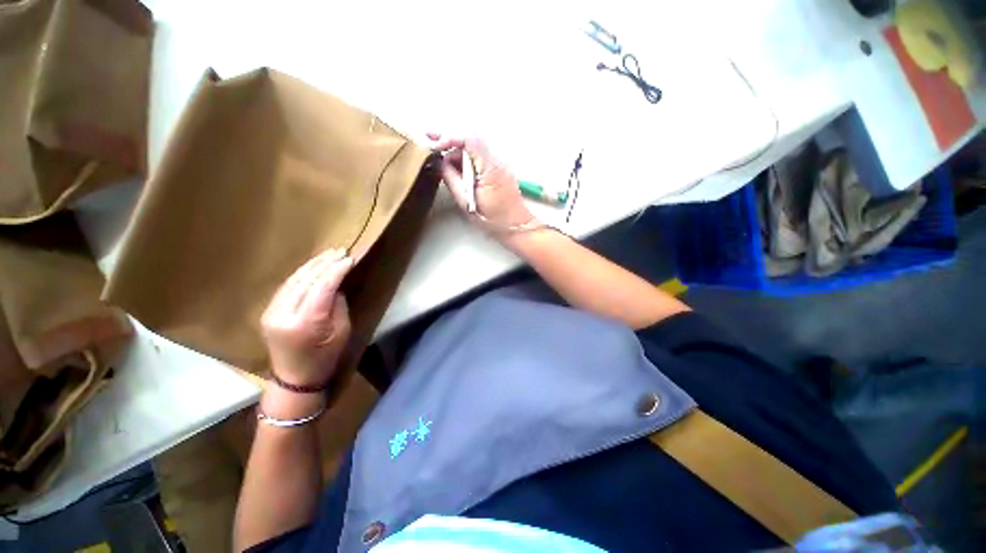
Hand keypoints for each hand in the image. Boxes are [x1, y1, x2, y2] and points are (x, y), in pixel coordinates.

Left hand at [261, 249, 352, 387]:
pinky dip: (301, 274)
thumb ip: (338, 305)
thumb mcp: (341, 332)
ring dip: (312, 265)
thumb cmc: (325, 357)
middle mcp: (284, 315)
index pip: (322, 287)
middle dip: (325, 263)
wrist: (295, 378)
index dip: (336, 271)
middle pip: (305, 280)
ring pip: (293, 280)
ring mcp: (271, 312)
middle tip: (341, 251)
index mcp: (305, 323)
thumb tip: (336, 285)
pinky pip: (286, 286)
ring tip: (329, 254)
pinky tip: (313, 266)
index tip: (349, 259)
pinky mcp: (268, 311)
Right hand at [429, 134, 534, 232]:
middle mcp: (498, 161)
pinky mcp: (499, 170)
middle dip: (450, 143)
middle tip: (433, 146)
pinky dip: (466, 161)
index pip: (469, 140)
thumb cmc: (494, 220)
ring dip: (457, 153)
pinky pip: (479, 158)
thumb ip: (452, 180)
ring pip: (474, 150)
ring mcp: (500, 164)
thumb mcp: (467, 203)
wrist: (517, 227)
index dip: (449, 138)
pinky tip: (456, 170)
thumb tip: (440, 164)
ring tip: (442, 163)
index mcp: (491, 168)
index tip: (435, 144)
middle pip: (471, 142)